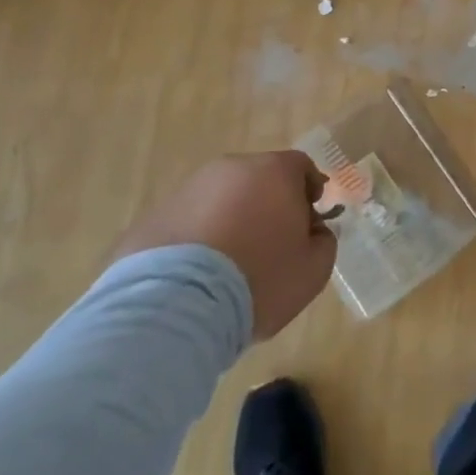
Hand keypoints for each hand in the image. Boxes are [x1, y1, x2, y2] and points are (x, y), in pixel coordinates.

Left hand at [111, 152, 336, 338]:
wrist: (175, 308)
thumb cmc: (259, 280)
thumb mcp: (313, 269)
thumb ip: (323, 241)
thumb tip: (312, 232)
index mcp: (274, 171)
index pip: (301, 167)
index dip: (309, 191)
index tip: (308, 221)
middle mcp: (230, 169)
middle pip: (258, 179)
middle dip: (268, 204)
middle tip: (271, 244)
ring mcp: (187, 190)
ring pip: (220, 199)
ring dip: (229, 220)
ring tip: (228, 266)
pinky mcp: (152, 217)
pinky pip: (187, 223)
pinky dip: (196, 240)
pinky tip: (196, 277)